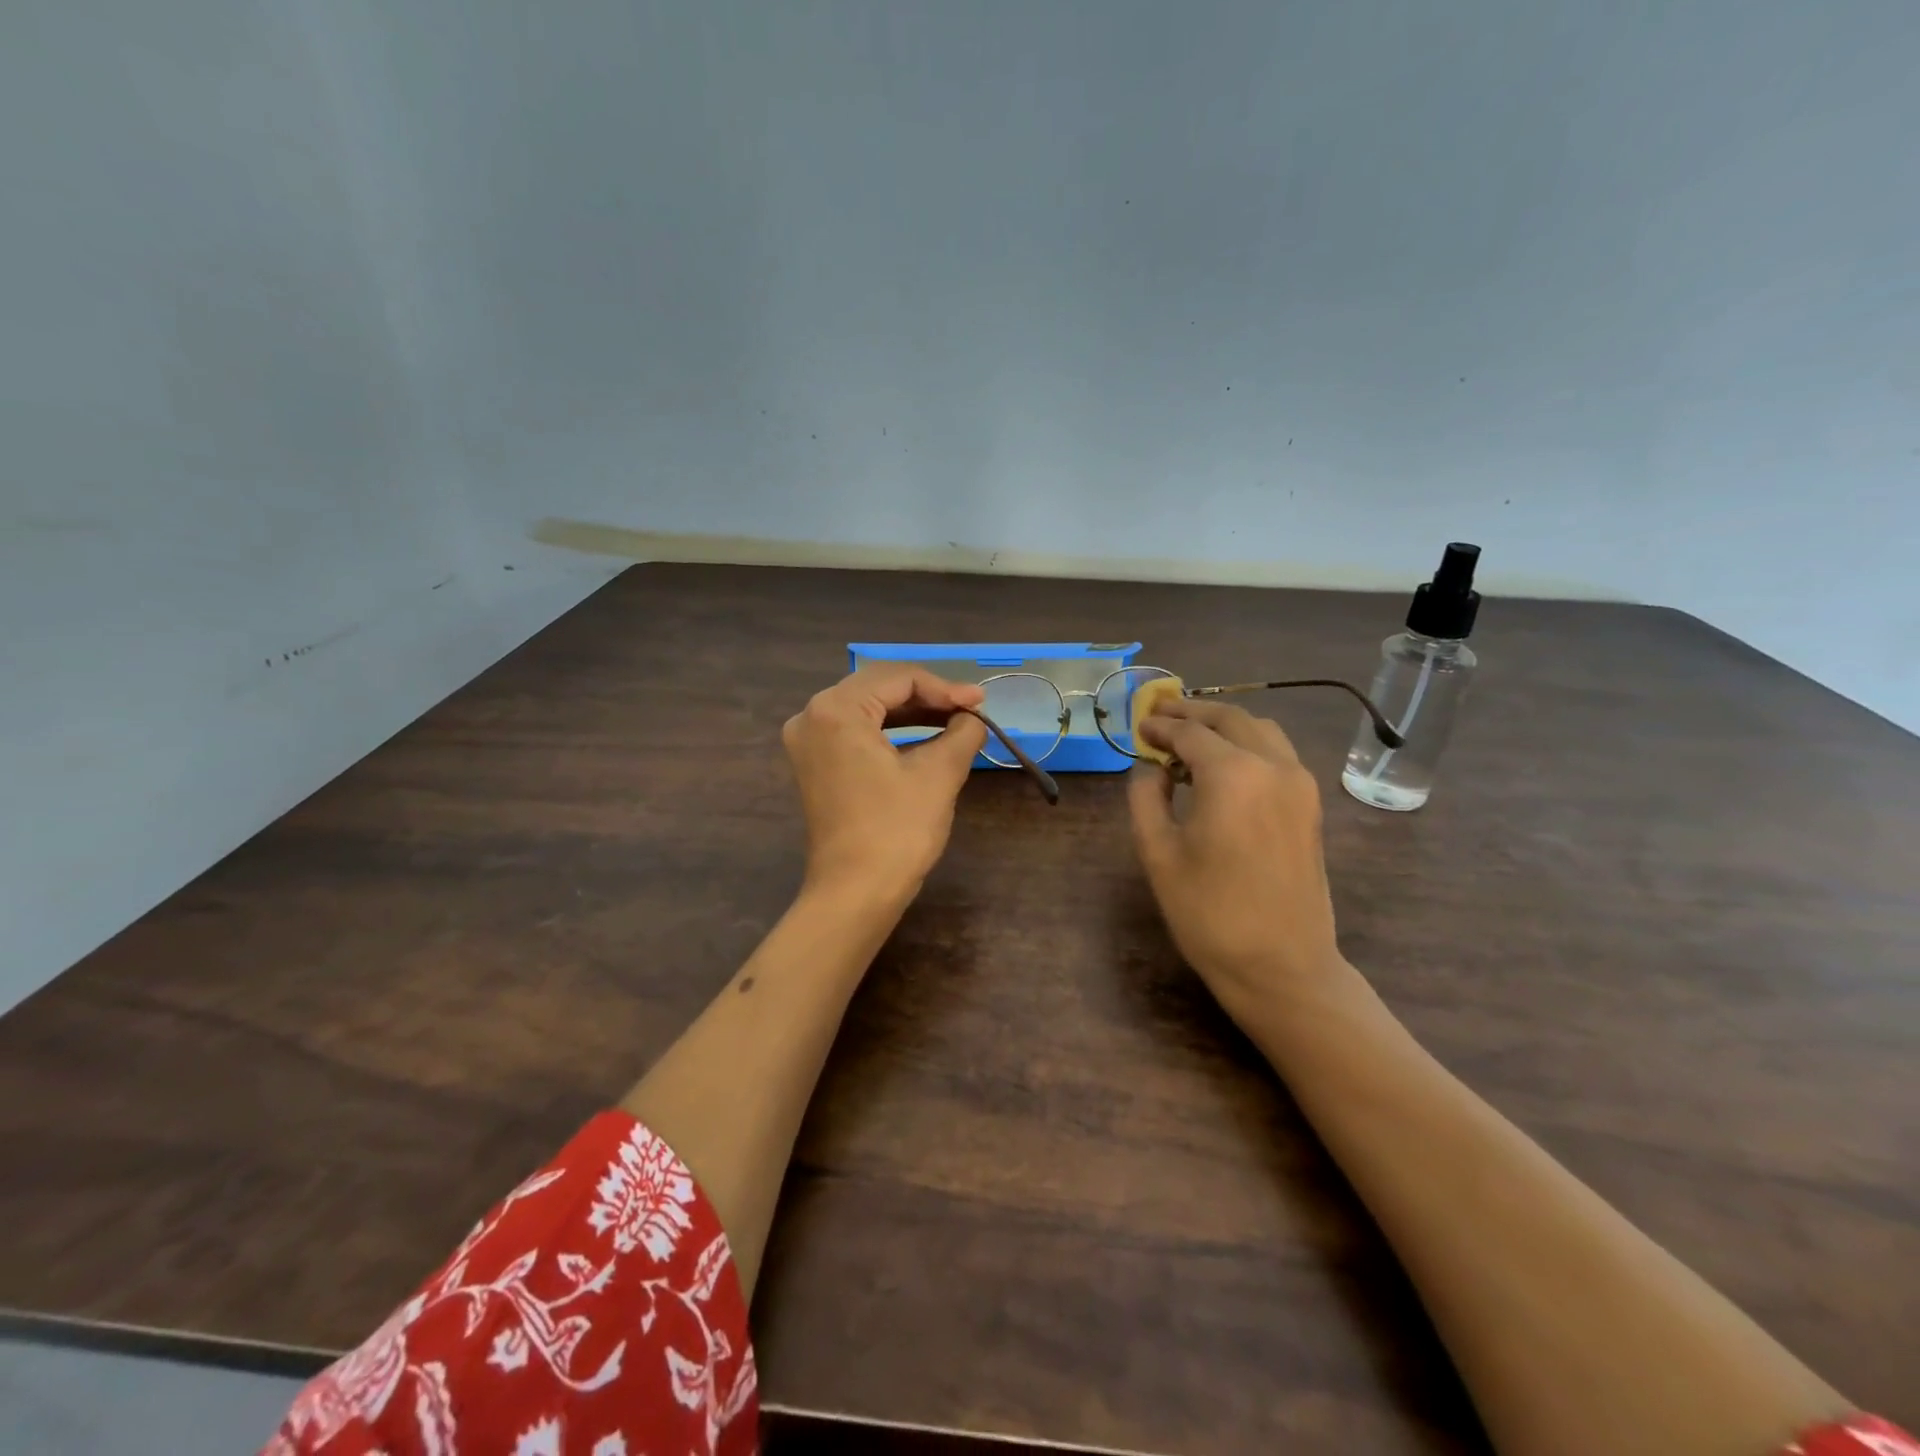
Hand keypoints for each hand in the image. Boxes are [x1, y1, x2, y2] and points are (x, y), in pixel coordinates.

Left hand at [782, 665, 987, 902]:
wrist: (855, 893)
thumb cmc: (896, 830)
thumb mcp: (938, 775)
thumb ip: (962, 733)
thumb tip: (973, 718)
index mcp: (836, 710)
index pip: (898, 678)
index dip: (945, 688)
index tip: (981, 702)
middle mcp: (811, 716)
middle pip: (878, 687)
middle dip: (928, 696)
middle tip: (970, 708)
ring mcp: (807, 742)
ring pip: (867, 708)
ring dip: (911, 712)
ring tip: (955, 720)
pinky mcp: (814, 764)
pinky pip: (855, 731)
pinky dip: (891, 731)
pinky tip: (924, 737)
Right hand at [1127, 698, 1345, 1024]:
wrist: (1281, 966)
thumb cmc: (1209, 913)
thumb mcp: (1158, 853)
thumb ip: (1146, 798)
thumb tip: (1151, 769)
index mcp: (1232, 774)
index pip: (1189, 732)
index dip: (1160, 726)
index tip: (1138, 726)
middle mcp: (1273, 765)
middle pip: (1230, 718)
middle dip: (1192, 712)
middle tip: (1160, 716)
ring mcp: (1300, 783)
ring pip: (1260, 729)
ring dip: (1223, 724)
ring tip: (1191, 735)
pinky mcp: (1310, 804)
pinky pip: (1278, 753)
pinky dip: (1247, 743)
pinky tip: (1224, 764)